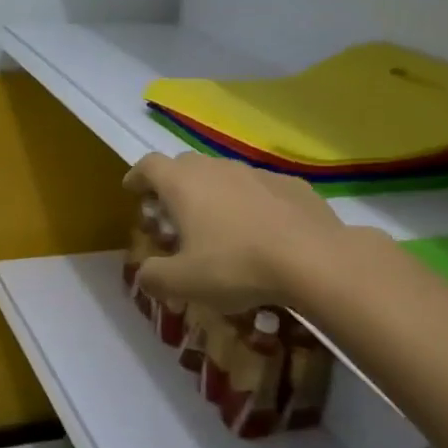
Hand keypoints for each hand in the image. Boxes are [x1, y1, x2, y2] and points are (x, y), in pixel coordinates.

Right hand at [123, 151, 350, 312]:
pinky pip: (259, 189)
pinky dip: (250, 203)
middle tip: (172, 214)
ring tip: (217, 225)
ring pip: (224, 175)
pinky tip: (260, 231)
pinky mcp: (292, 185)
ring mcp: (256, 173)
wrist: (315, 260)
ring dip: (213, 193)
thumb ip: (154, 277)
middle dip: (173, 185)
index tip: (132, 191)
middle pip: (185, 165)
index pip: (149, 165)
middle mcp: (216, 168)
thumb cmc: (236, 266)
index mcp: (183, 184)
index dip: (137, 176)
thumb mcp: (183, 283)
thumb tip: (144, 274)